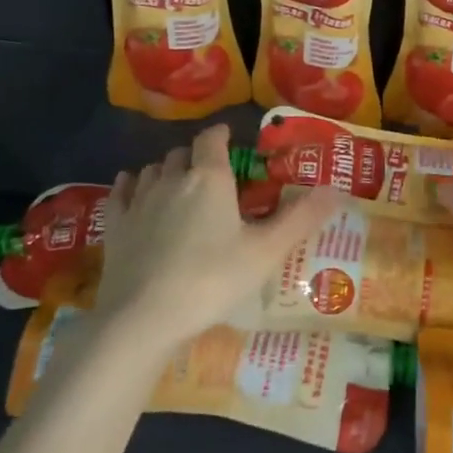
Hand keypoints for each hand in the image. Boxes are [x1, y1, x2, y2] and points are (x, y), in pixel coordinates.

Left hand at [95, 124, 341, 349]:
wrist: (144, 317)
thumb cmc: (212, 280)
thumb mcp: (266, 252)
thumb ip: (301, 218)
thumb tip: (337, 189)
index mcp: (209, 179)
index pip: (213, 139)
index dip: (223, 136)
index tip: (231, 140)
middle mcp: (172, 179)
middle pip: (182, 153)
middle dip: (198, 157)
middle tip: (214, 175)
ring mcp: (139, 201)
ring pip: (153, 169)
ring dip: (167, 170)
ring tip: (180, 186)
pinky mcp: (114, 225)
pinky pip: (122, 191)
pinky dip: (132, 185)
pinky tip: (135, 192)